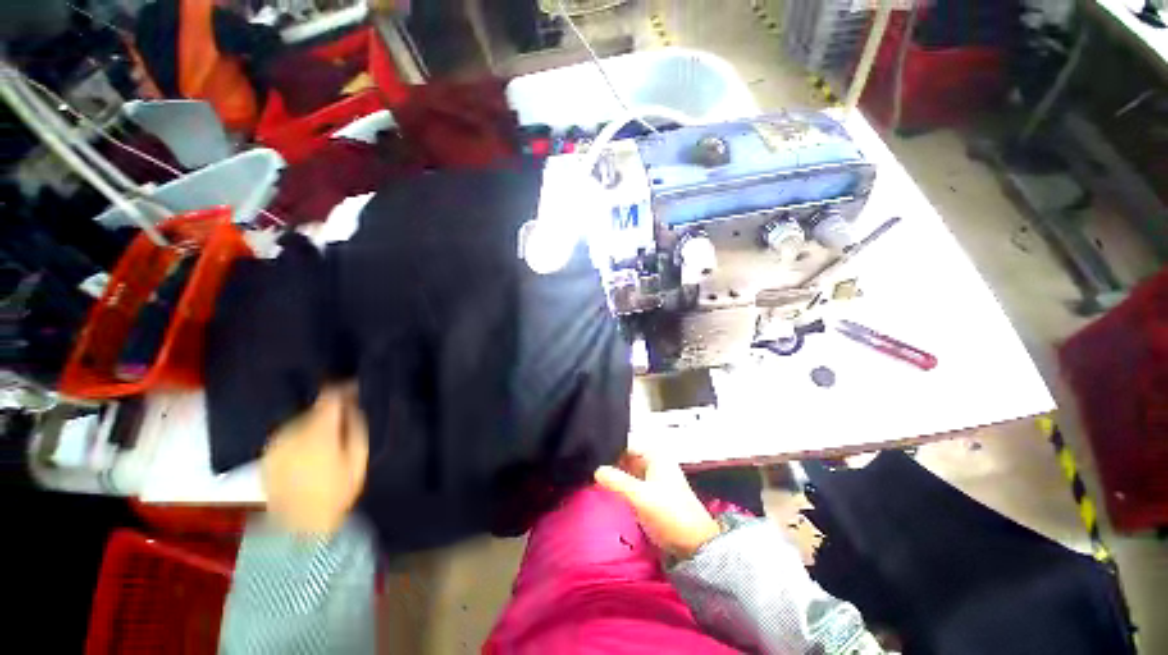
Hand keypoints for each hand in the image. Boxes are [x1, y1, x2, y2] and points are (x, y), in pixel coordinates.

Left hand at [261, 386, 368, 535]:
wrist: (299, 528)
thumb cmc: (336, 493)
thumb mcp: (358, 459)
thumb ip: (356, 428)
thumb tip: (354, 407)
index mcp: (317, 431)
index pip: (329, 396)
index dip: (344, 388)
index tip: (356, 389)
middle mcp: (292, 431)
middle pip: (315, 408)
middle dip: (331, 410)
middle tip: (346, 419)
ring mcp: (276, 444)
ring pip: (301, 421)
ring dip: (315, 423)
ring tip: (328, 438)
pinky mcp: (267, 456)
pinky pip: (288, 435)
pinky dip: (300, 436)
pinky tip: (309, 451)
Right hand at [595, 451, 720, 558]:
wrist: (694, 546)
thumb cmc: (670, 514)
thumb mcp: (641, 496)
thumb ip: (616, 481)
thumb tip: (595, 469)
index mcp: (655, 454)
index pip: (625, 443)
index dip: (608, 447)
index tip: (589, 454)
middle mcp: (653, 461)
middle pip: (625, 455)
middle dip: (608, 461)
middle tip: (586, 467)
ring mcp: (652, 477)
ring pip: (626, 469)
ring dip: (612, 474)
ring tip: (590, 476)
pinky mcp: (650, 493)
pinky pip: (629, 482)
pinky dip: (618, 484)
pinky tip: (603, 489)